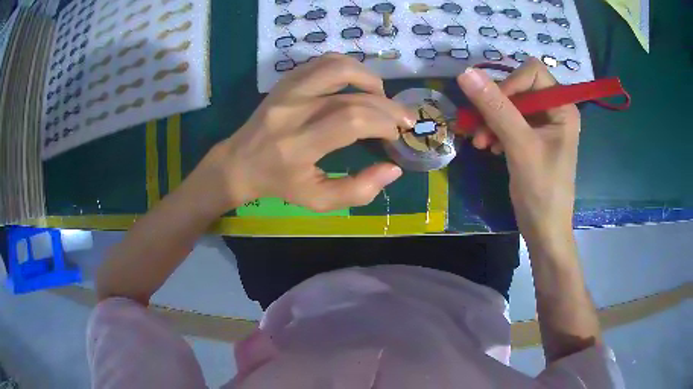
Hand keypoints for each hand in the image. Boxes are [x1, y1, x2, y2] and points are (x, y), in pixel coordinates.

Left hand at [198, 54, 416, 213]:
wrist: (239, 162)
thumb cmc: (279, 184)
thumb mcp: (317, 200)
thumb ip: (358, 190)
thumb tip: (393, 168)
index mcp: (297, 145)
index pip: (350, 120)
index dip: (382, 123)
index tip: (395, 134)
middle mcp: (292, 111)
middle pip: (351, 95)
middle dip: (387, 106)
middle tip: (403, 118)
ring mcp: (287, 90)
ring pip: (337, 67)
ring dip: (369, 78)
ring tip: (381, 97)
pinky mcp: (286, 80)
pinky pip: (323, 62)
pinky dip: (349, 68)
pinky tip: (358, 85)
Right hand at [457, 59, 580, 247]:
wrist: (544, 230)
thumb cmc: (542, 190)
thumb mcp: (520, 146)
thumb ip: (496, 107)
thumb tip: (466, 73)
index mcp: (562, 107)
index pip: (532, 72)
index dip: (510, 83)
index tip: (493, 106)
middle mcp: (554, 111)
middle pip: (519, 87)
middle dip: (496, 106)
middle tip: (478, 129)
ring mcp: (542, 125)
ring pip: (509, 105)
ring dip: (491, 120)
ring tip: (480, 143)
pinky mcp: (531, 139)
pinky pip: (508, 122)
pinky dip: (495, 131)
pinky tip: (488, 147)